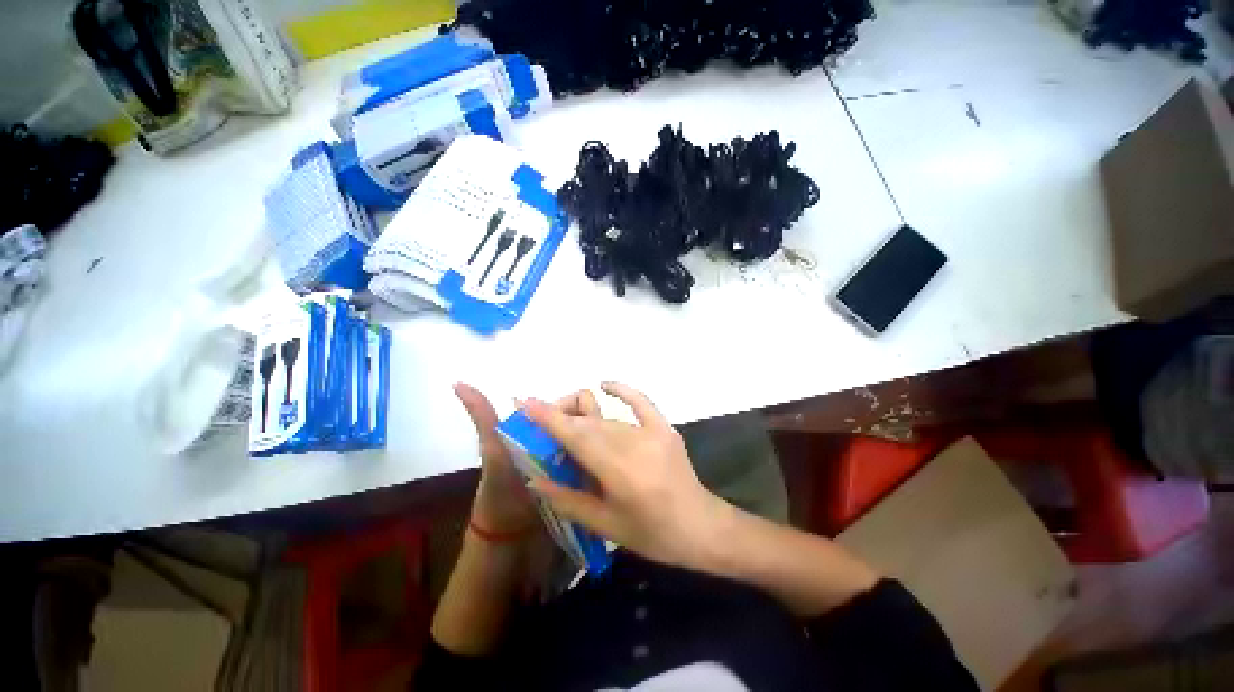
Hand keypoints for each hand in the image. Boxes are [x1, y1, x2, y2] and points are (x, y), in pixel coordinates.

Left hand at [454, 383, 600, 536]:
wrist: (509, 538)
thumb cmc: (500, 489)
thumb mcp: (493, 450)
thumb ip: (482, 417)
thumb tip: (457, 381)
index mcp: (545, 425)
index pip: (576, 401)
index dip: (578, 411)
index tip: (576, 429)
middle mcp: (563, 437)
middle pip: (591, 419)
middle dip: (593, 430)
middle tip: (587, 452)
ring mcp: (576, 458)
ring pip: (602, 440)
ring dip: (603, 447)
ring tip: (599, 463)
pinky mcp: (586, 478)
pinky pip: (604, 463)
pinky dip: (606, 464)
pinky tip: (605, 473)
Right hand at [522, 382, 728, 569]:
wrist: (700, 526)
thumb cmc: (652, 534)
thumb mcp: (605, 525)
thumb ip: (567, 499)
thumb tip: (535, 478)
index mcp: (617, 470)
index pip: (575, 436)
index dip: (548, 417)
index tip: (524, 401)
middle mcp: (632, 443)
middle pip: (587, 422)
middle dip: (560, 418)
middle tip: (542, 427)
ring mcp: (651, 431)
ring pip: (606, 417)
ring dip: (582, 418)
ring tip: (568, 428)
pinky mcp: (664, 427)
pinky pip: (640, 401)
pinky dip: (622, 389)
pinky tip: (605, 385)